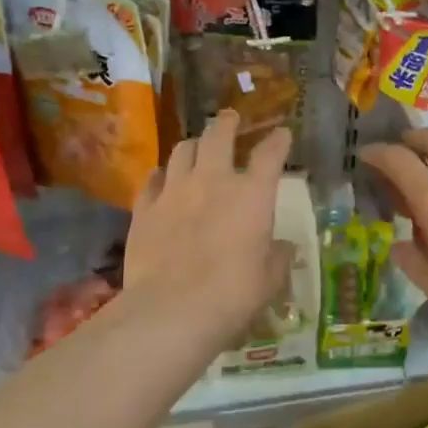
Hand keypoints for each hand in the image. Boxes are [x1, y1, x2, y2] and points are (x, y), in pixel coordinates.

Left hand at [126, 110, 293, 351]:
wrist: (172, 309)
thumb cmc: (234, 294)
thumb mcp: (269, 280)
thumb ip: (278, 257)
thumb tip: (283, 247)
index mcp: (252, 195)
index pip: (270, 155)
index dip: (278, 141)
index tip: (282, 134)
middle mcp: (213, 181)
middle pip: (218, 136)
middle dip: (227, 123)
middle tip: (230, 118)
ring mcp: (174, 191)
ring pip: (182, 150)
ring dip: (193, 144)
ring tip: (196, 146)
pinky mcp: (144, 209)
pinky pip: (151, 180)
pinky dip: (161, 175)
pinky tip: (162, 178)